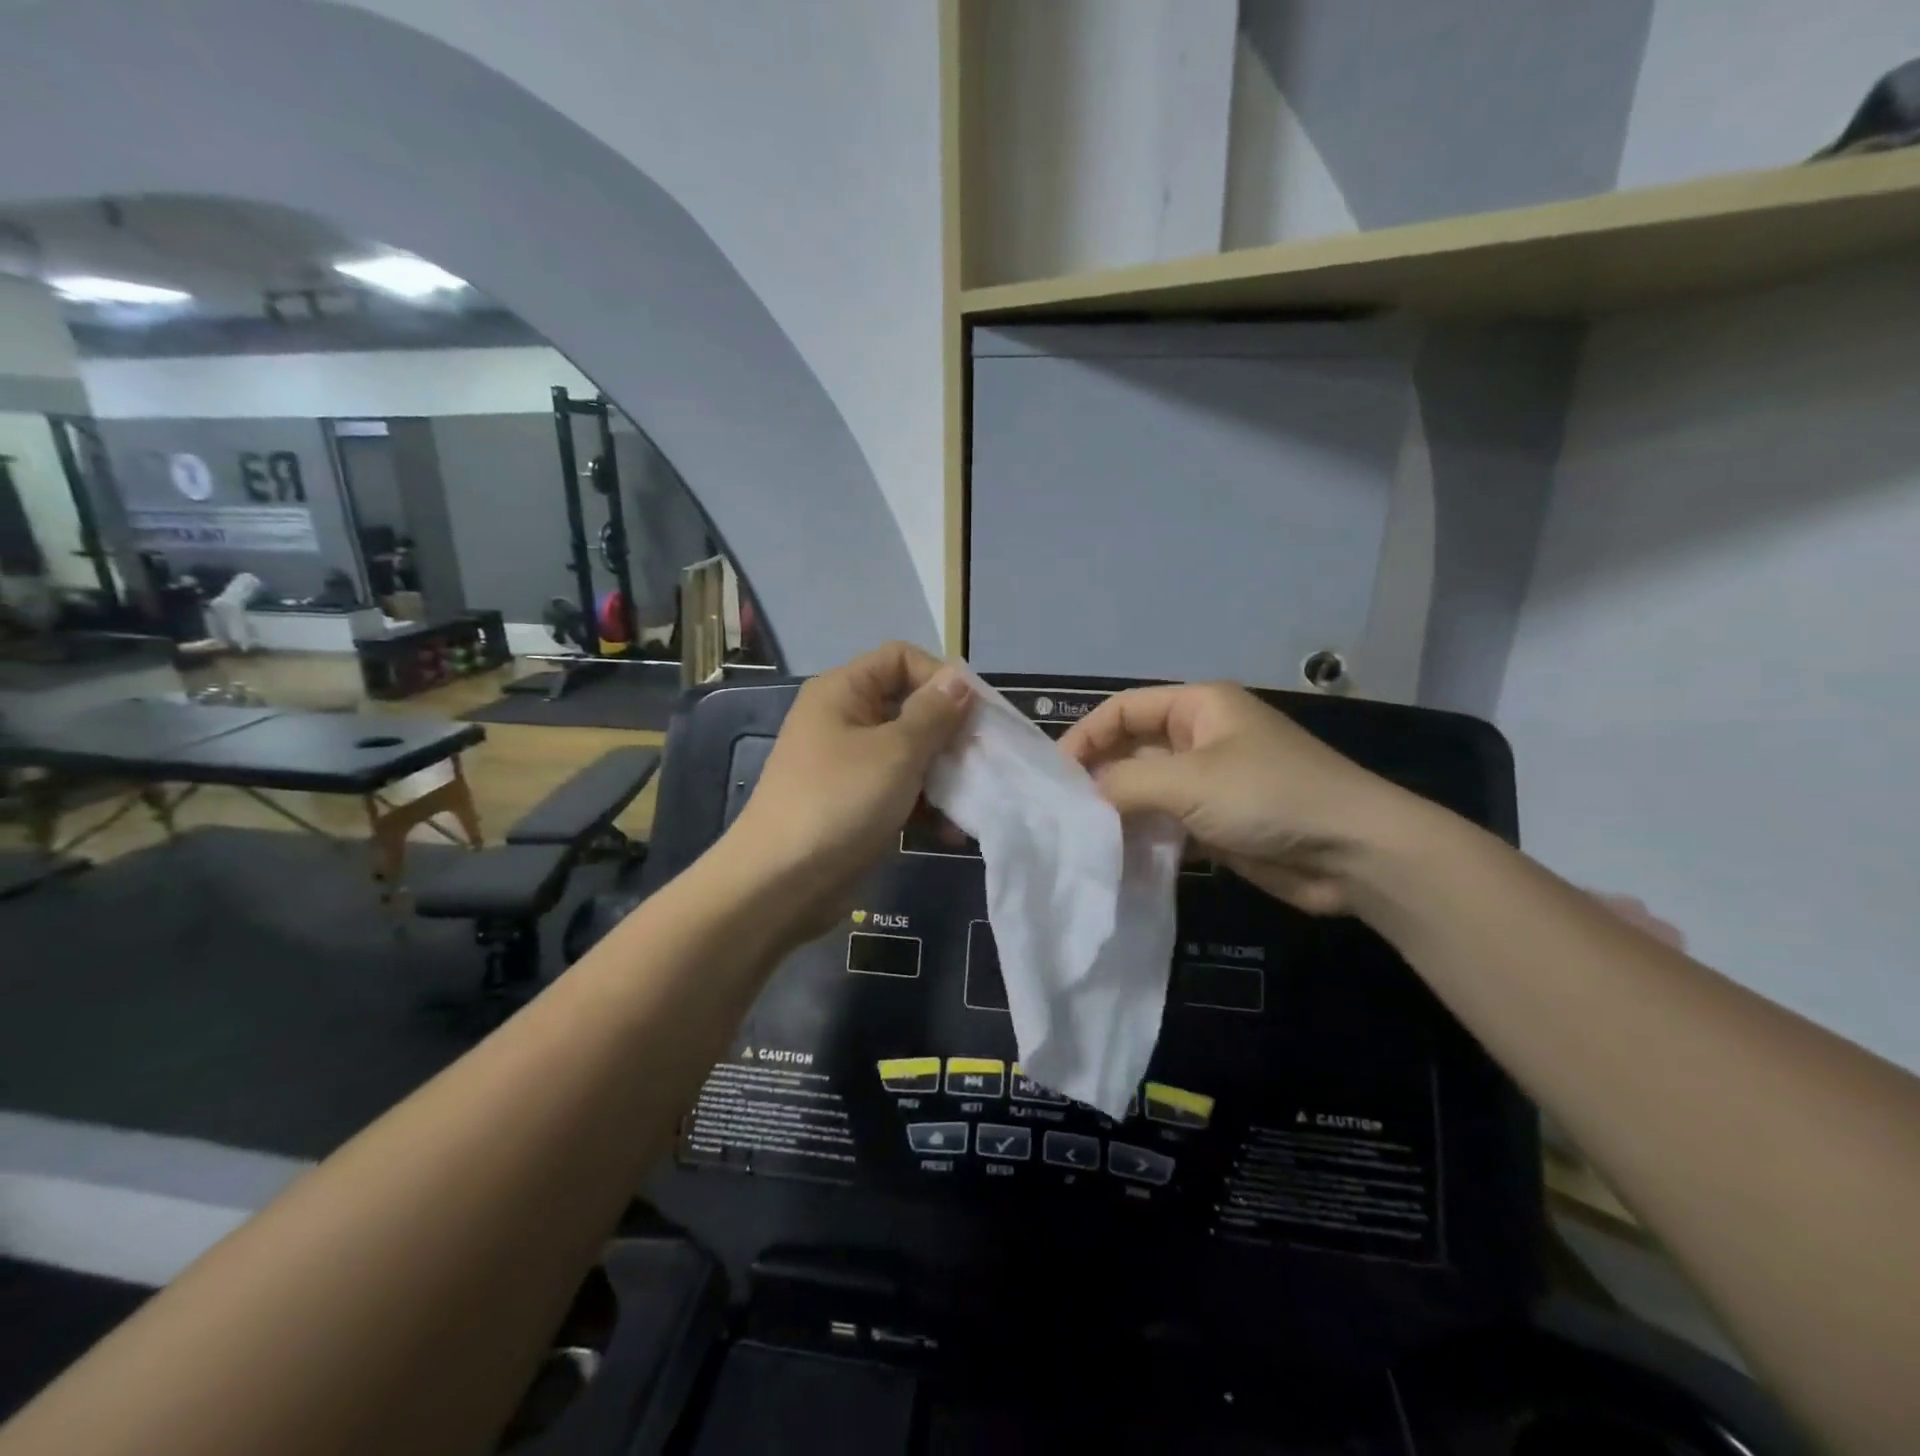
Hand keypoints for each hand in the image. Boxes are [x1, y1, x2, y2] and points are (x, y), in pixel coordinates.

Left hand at [723, 642, 971, 936]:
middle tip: (983, 760)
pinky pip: (900, 791)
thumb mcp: (896, 752)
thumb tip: (959, 679)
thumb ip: (934, 714)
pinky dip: (926, 806)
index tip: (976, 713)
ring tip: (973, 801)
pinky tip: (952, 833)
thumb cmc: (839, 802)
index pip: (901, 658)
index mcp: (844, 692)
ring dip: (944, 775)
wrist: (779, 884)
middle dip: (950, 733)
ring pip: (910, 754)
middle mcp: (845, 720)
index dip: (940, 677)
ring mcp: (850, 765)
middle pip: (910, 707)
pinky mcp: (857, 804)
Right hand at [1058, 682, 1422, 914]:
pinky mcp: (1218, 824)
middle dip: (1097, 776)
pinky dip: (1142, 837)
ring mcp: (1210, 783)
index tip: (1052, 776)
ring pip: (1147, 790)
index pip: (1123, 710)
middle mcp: (1201, 739)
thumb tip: (1082, 797)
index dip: (1084, 736)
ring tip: (1079, 836)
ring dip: (1117, 810)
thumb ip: (1125, 784)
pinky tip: (1115, 856)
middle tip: (1059, 811)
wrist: (1353, 853)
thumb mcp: (1189, 781)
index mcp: (1198, 707)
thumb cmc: (1269, 796)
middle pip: (1132, 749)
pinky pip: (1166, 823)